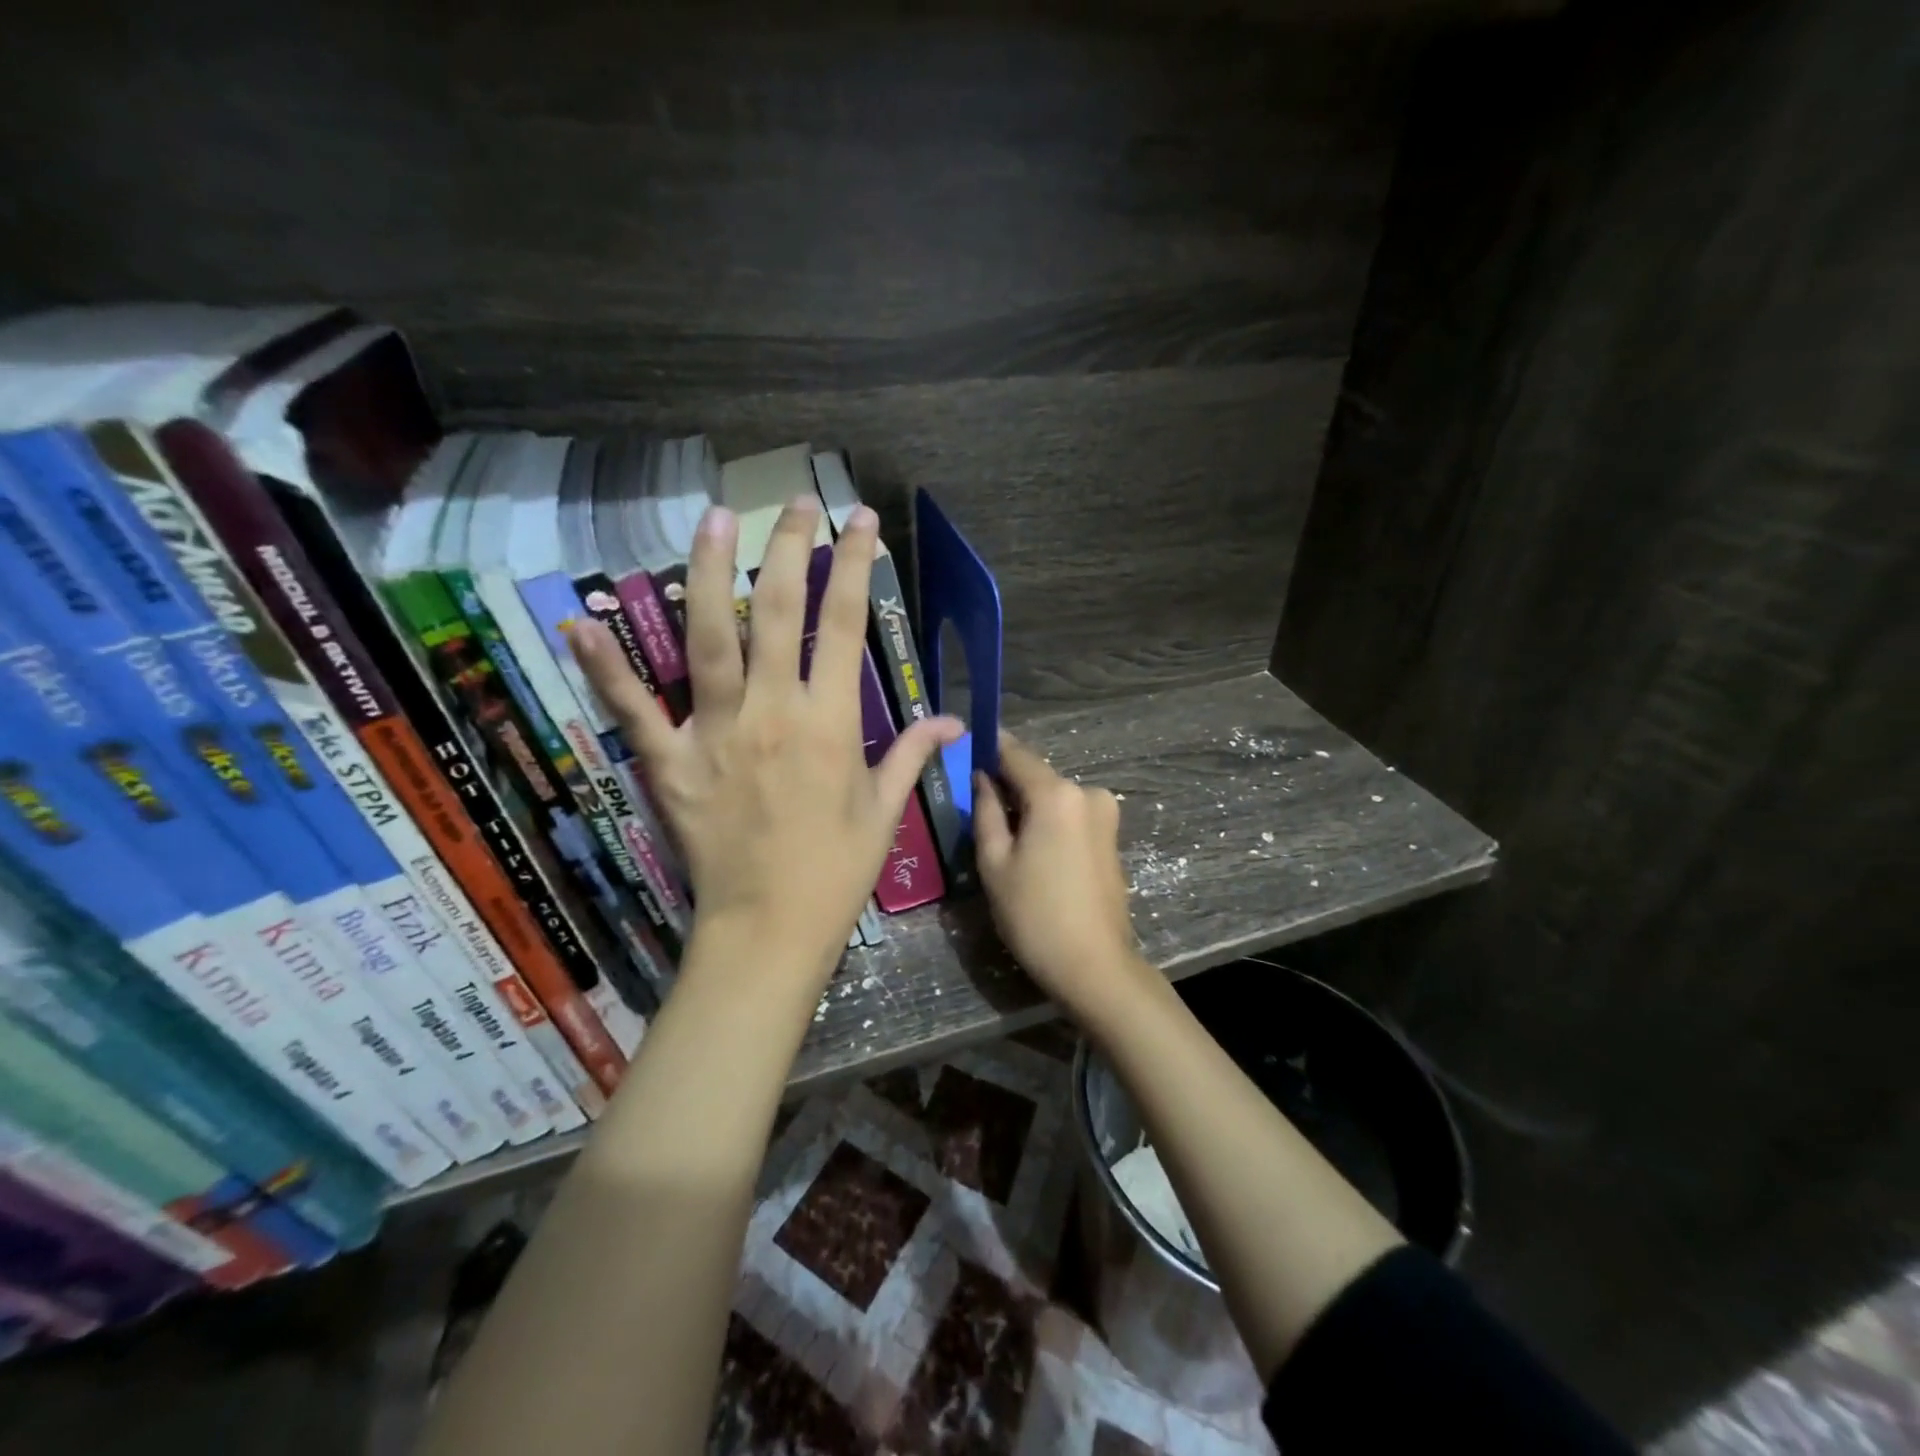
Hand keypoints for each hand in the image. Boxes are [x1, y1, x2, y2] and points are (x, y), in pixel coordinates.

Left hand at [572, 494, 962, 993]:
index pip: (845, 625)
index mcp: (829, 723)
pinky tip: (581, 619)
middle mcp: (771, 712)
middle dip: (788, 549)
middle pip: (777, 613)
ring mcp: (715, 732)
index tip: (860, 520)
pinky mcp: (669, 762)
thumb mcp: (884, 811)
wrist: (769, 928)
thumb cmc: (836, 871)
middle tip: (794, 501)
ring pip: (708, 638)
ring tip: (714, 519)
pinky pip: (633, 709)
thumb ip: (912, 753)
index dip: (855, 565)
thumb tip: (955, 720)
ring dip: (709, 573)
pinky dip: (605, 666)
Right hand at [972, 733, 1153, 1021]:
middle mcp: (1086, 792)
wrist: (1095, 966)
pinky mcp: (1112, 836)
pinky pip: (1071, 815)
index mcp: (1056, 794)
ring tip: (1002, 837)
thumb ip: (985, 811)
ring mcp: (1105, 814)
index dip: (988, 748)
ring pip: (1053, 796)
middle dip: (1007, 784)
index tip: (965, 749)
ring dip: (1028, 806)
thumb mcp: (995, 862)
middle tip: (976, 806)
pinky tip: (1033, 851)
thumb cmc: (1034, 915)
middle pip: (1036, 776)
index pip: (1015, 753)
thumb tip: (982, 777)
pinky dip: (1049, 821)